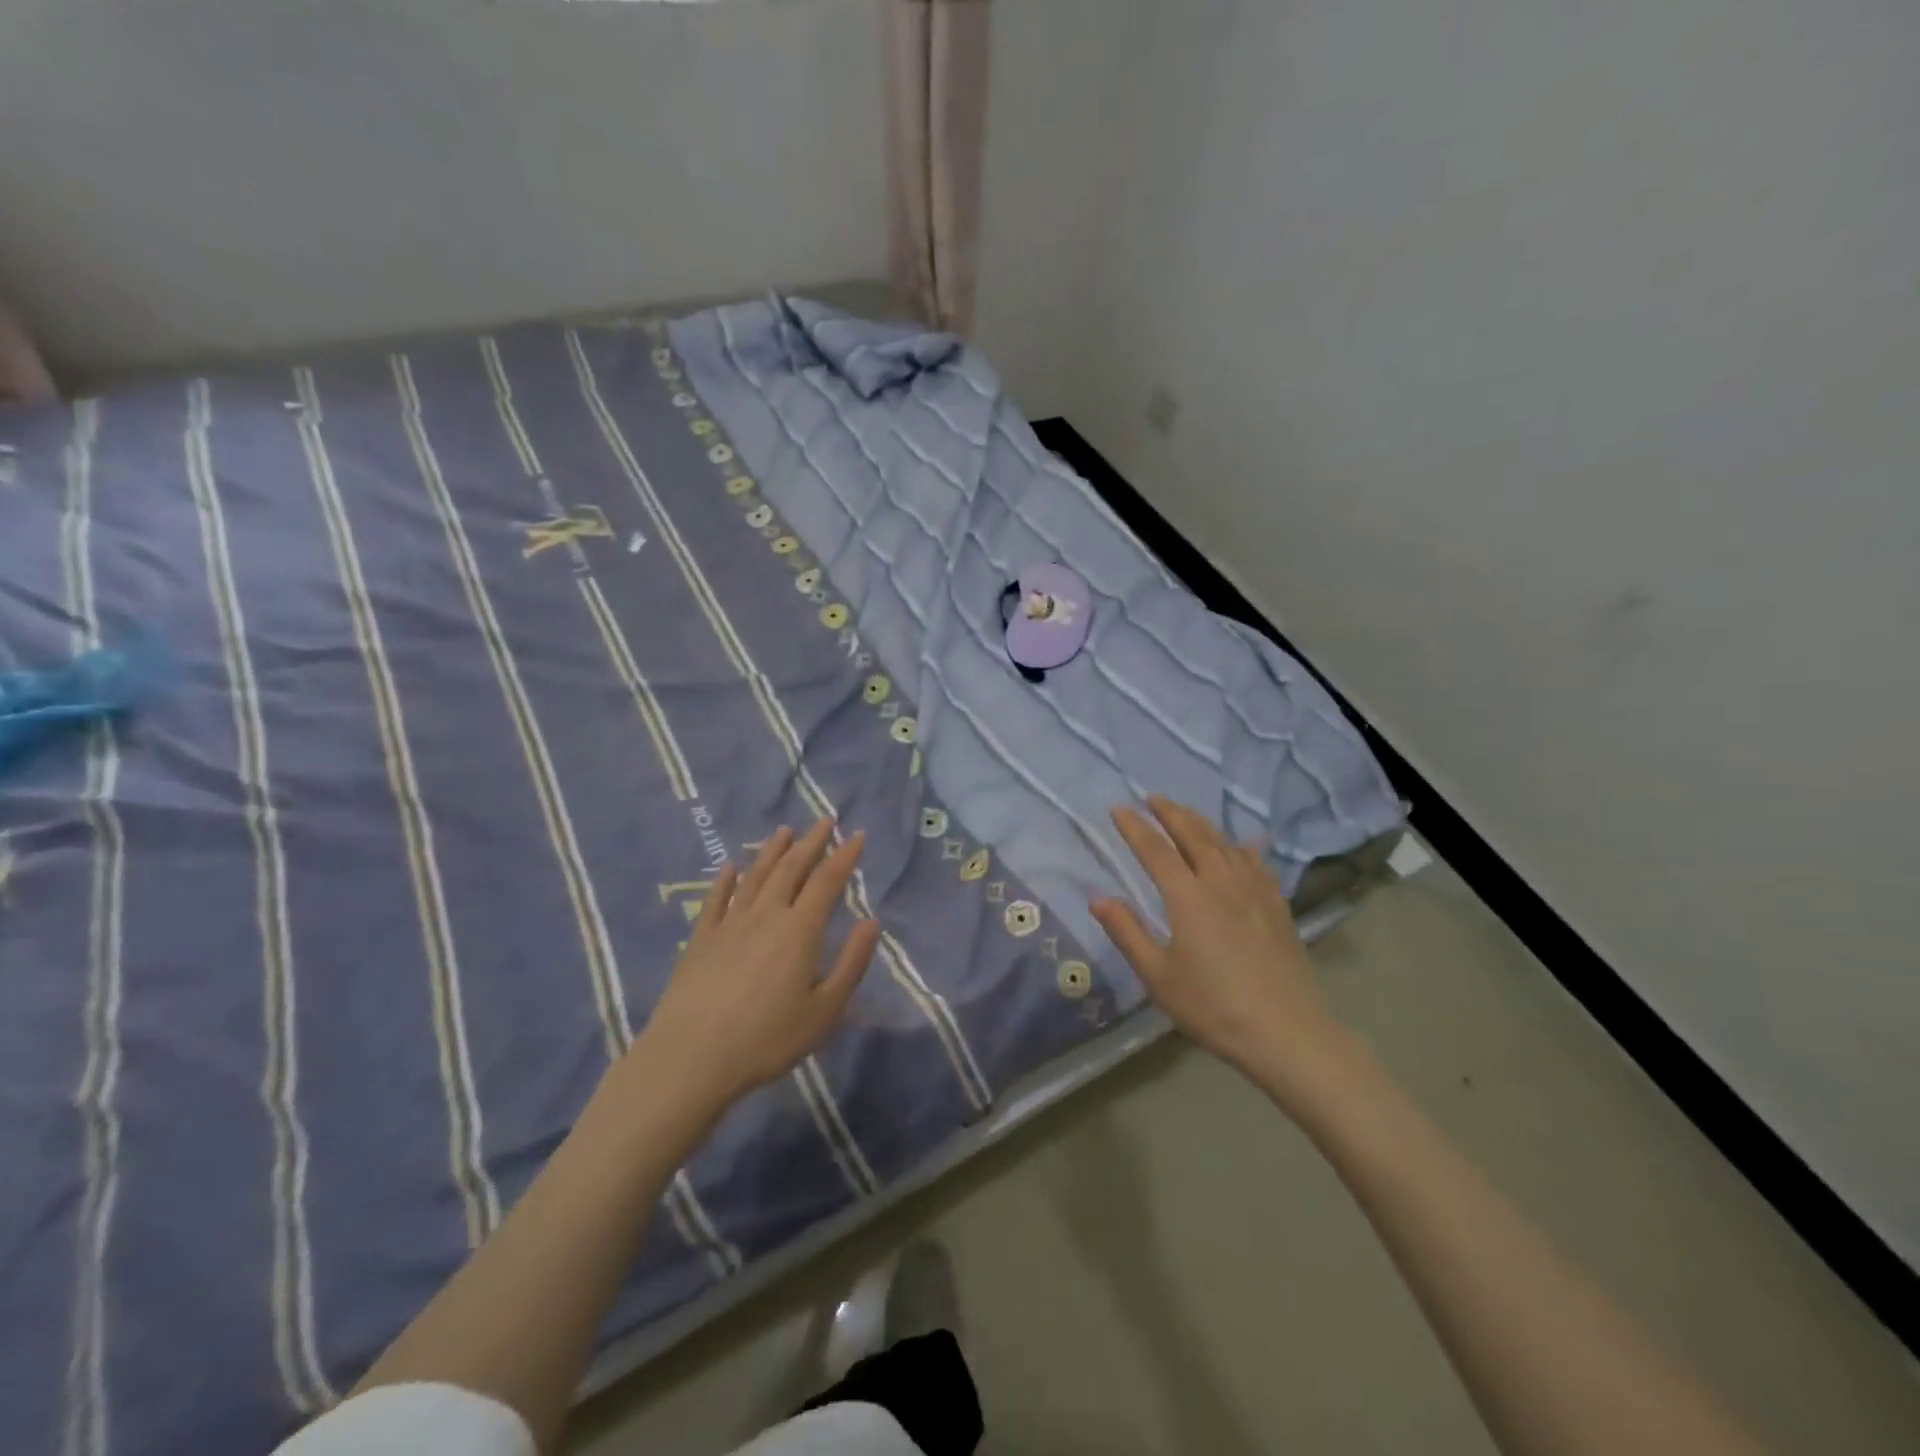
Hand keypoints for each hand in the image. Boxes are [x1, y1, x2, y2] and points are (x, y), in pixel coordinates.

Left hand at [629, 820, 880, 1120]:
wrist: (692, 1058)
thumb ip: (852, 963)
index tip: (857, 835)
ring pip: (755, 876)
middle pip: (791, 869)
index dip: (844, 856)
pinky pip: (716, 900)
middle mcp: (766, 914)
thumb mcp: (825, 1010)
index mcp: (800, 930)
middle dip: (811, 842)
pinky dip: (725, 880)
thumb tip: (871, 922)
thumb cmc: (768, 1038)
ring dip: (772, 851)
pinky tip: (729, 867)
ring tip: (784, 831)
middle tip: (824, 820)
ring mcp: (729, 924)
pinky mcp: (701, 939)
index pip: (827, 881)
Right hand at [1091, 796, 1352, 1096]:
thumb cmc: (1213, 1006)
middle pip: (1193, 834)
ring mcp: (1254, 891)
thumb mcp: (1158, 976)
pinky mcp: (1276, 906)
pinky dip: (1241, 847)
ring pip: (1224, 843)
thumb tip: (1098, 898)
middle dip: (1170, 812)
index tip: (1117, 809)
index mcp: (1188, 897)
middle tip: (1152, 797)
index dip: (1134, 827)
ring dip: (1201, 823)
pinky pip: (1255, 863)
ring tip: (1186, 813)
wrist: (1287, 1032)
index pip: (1155, 850)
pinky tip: (1242, 845)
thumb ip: (1127, 932)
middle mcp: (1221, 882)